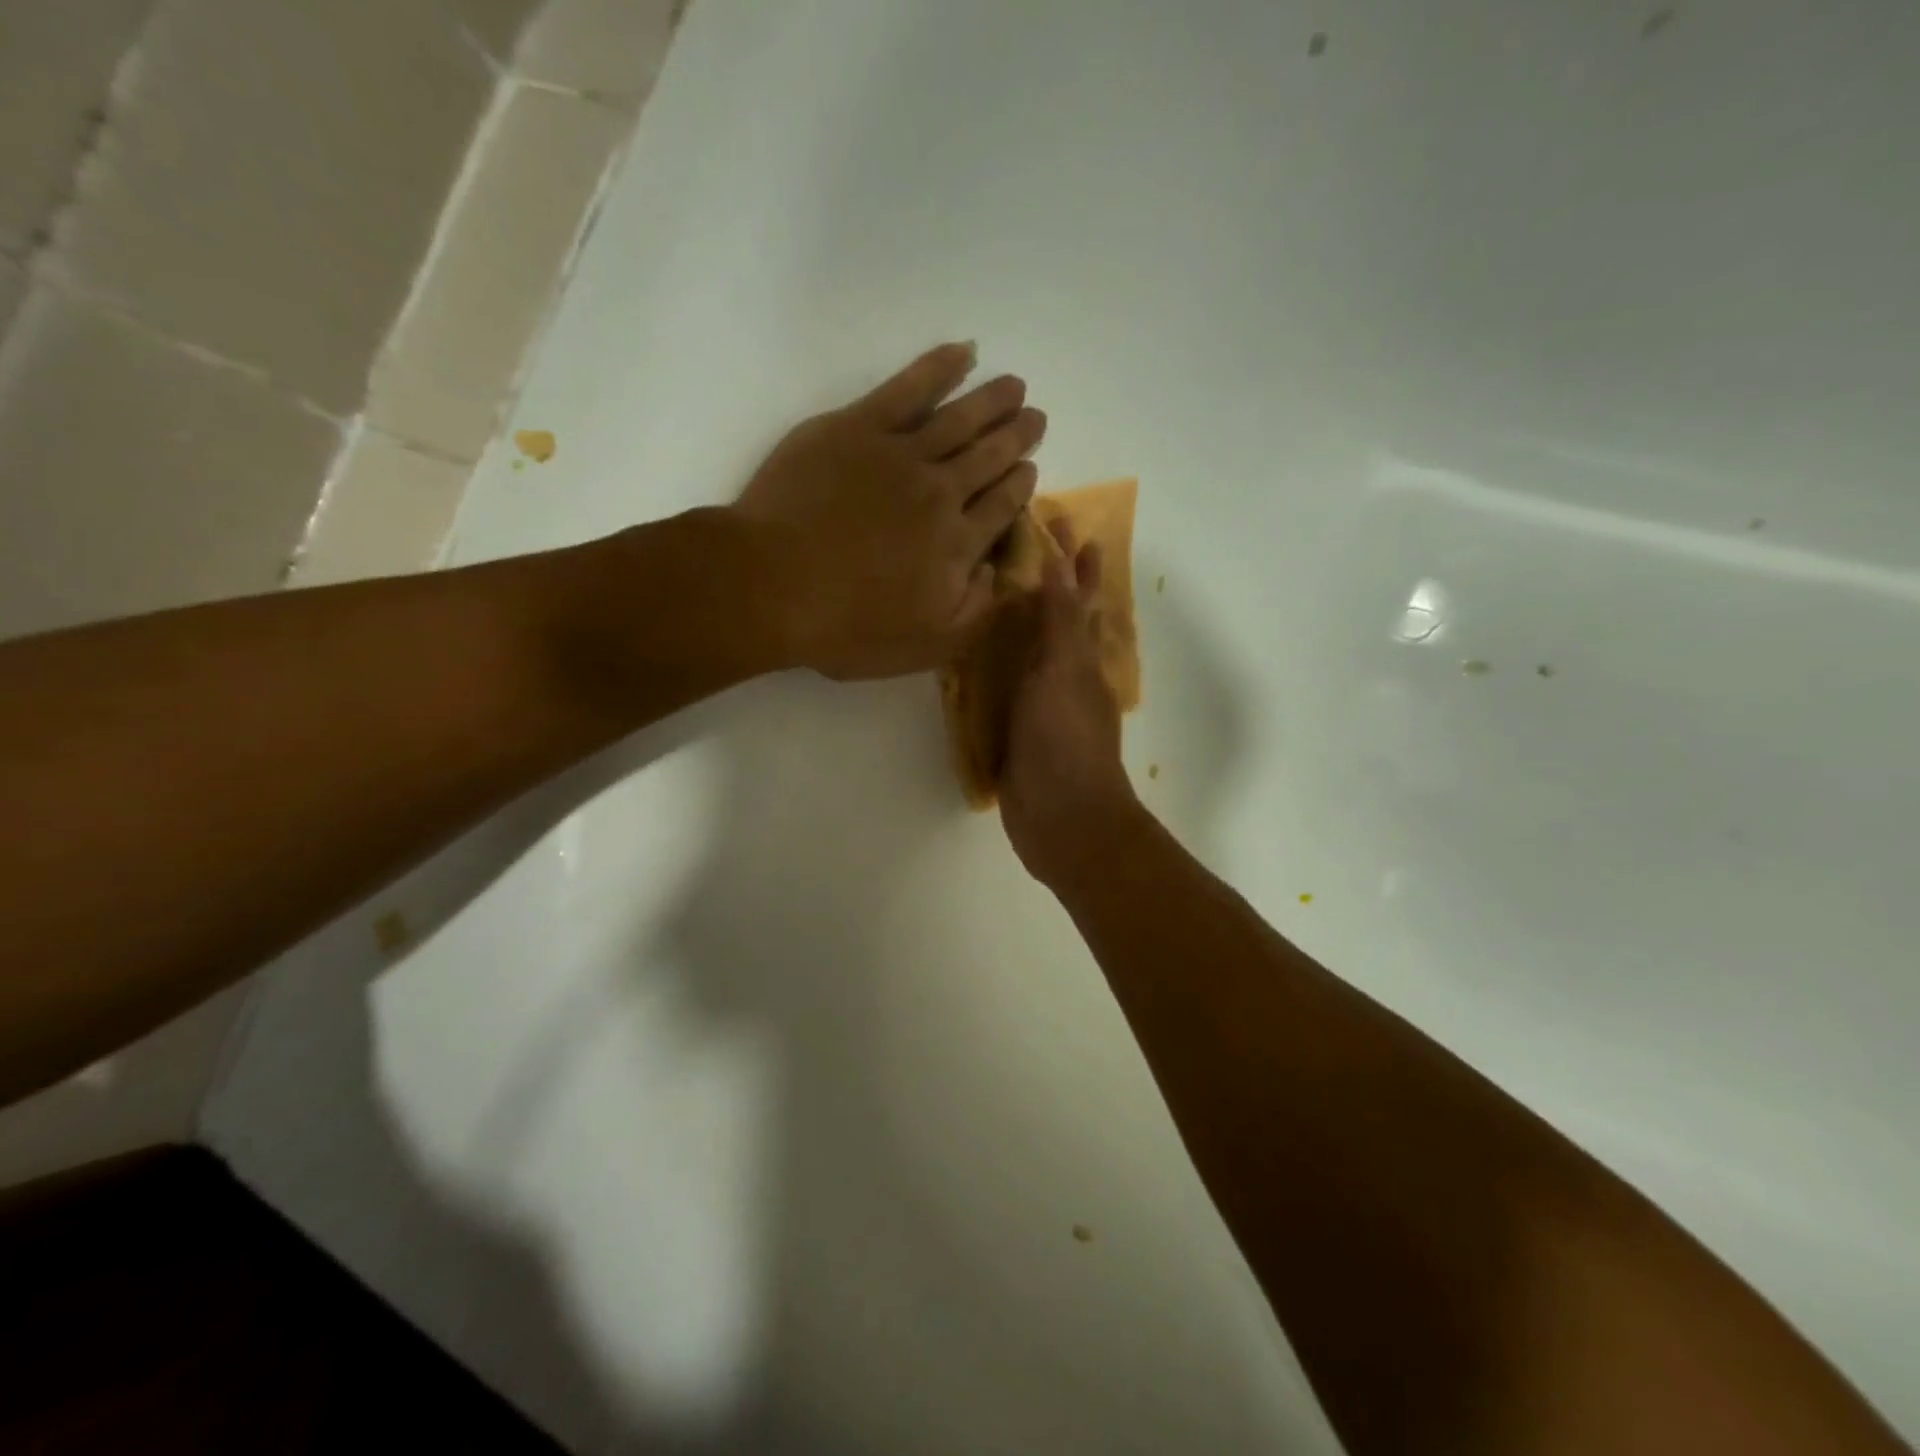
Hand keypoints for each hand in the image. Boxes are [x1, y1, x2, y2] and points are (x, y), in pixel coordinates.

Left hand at [733, 342, 1046, 679]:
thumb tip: (994, 570)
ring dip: (992, 401)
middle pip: (989, 458)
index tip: (1030, 469)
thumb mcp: (926, 645)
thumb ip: (973, 610)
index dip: (1020, 486)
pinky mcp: (858, 427)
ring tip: (1015, 386)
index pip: (1001, 508)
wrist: (773, 585)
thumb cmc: (847, 626)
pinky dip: (939, 368)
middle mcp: (941, 493)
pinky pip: (908, 388)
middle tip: (1036, 417)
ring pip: (960, 419)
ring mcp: (900, 454)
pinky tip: (962, 353)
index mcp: (957, 545)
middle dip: (1016, 437)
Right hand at [1000, 521, 1138, 884]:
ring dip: (1023, 624)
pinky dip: (999, 667)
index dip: (1072, 562)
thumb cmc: (1066, 743)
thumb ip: (1060, 623)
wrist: (1063, 820)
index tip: (1061, 522)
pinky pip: (1008, 689)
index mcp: (1081, 659)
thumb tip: (1062, 565)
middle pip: (1060, 621)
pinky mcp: (1019, 734)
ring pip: (1034, 653)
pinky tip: (980, 661)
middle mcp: (1066, 677)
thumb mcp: (1063, 673)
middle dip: (1051, 586)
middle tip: (1028, 549)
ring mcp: (1042, 707)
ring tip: (1000, 594)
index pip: (1078, 598)